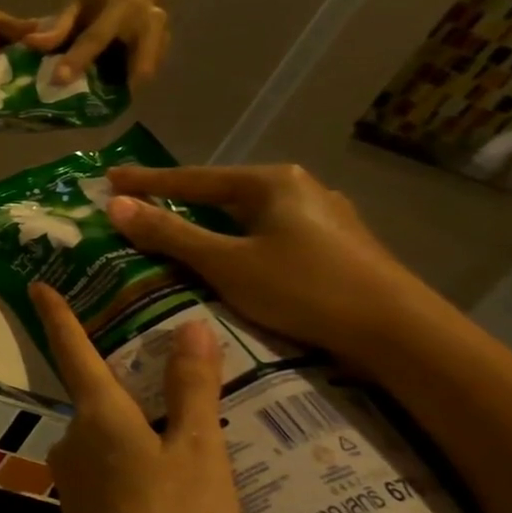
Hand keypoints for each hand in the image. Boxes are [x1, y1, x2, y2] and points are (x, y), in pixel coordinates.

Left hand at [27, 0, 168, 87]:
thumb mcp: (78, 3)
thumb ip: (58, 26)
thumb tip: (29, 43)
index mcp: (121, 6)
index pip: (96, 38)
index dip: (77, 60)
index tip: (58, 80)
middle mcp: (148, 22)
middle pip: (140, 64)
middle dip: (118, 87)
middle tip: (89, 103)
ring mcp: (163, 36)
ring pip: (147, 73)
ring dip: (124, 89)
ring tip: (97, 99)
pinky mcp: (166, 48)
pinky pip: (149, 72)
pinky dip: (129, 83)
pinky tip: (110, 89)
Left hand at [30, 283, 239, 512]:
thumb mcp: (198, 455)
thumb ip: (192, 391)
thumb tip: (188, 325)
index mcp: (98, 413)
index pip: (73, 348)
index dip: (57, 314)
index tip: (38, 284)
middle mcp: (75, 435)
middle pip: (98, 392)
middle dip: (126, 378)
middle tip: (172, 367)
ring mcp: (76, 475)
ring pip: (110, 433)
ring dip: (140, 424)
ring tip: (192, 426)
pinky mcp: (85, 508)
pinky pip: (114, 465)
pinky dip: (140, 458)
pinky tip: (176, 480)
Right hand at [103, 163, 440, 365]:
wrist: (401, 335)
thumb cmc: (305, 289)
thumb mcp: (226, 263)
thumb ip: (169, 234)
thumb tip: (115, 205)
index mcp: (271, 182)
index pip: (192, 179)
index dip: (147, 181)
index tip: (109, 178)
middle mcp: (298, 189)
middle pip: (220, 194)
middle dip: (177, 201)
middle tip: (138, 207)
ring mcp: (322, 218)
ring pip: (246, 217)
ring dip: (208, 225)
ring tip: (175, 234)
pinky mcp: (335, 247)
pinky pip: (268, 236)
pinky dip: (236, 243)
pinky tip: (229, 259)